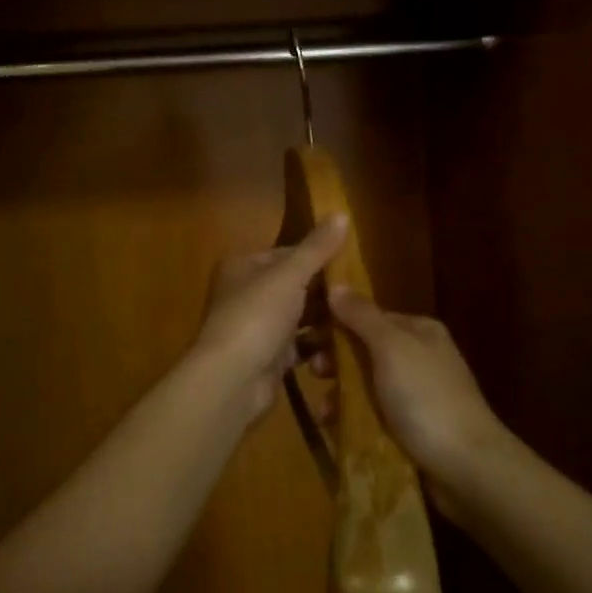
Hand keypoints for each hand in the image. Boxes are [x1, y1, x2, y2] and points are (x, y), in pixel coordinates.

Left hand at [190, 215, 349, 422]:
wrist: (232, 379)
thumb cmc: (257, 316)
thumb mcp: (290, 275)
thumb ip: (316, 248)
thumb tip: (341, 212)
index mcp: (243, 266)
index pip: (286, 254)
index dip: (317, 257)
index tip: (351, 264)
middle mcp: (245, 293)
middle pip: (294, 286)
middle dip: (324, 292)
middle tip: (359, 295)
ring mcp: (256, 327)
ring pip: (298, 317)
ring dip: (324, 320)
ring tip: (356, 319)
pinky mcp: (267, 358)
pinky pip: (299, 345)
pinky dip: (317, 346)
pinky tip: (343, 347)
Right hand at [327, 288, 508, 485]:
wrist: (467, 467)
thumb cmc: (426, 397)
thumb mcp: (391, 348)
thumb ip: (362, 316)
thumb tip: (336, 282)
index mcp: (418, 331)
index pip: (369, 316)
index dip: (337, 323)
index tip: (306, 335)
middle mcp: (418, 357)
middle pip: (364, 350)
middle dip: (335, 361)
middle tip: (313, 372)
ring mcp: (416, 394)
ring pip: (365, 385)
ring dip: (340, 394)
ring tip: (323, 411)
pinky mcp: (411, 428)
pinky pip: (373, 415)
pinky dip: (353, 418)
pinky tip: (336, 428)